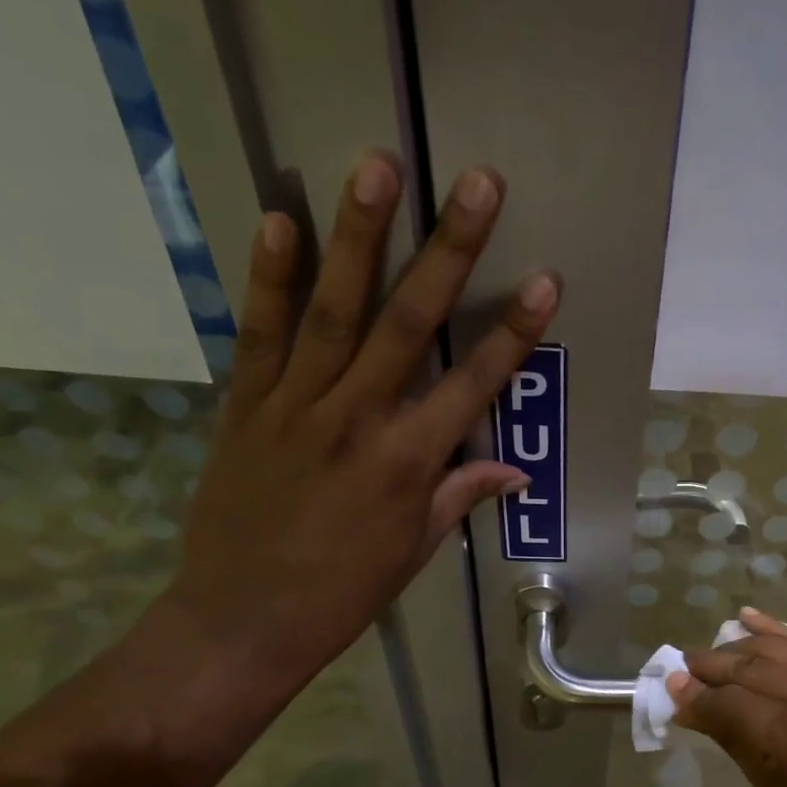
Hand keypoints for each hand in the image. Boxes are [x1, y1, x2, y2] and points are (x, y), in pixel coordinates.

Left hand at [164, 154, 558, 689]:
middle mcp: (356, 421)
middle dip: (449, 251)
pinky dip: (270, 277)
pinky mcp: (245, 405)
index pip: (473, 386)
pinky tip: (281, 218)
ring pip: (334, 310)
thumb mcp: (412, 552)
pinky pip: (260, 333)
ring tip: (378, 165)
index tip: (545, 282)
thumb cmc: (341, 594)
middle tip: (478, 184)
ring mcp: (295, 406)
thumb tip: (513, 471)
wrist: (241, 621)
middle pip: (410, 325)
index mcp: (406, 464)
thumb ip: (458, 496)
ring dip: (359, 236)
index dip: (514, 334)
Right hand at [670, 608, 786, 786]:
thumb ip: (733, 742)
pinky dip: (775, 630)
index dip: (694, 698)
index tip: (670, 692)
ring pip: (774, 649)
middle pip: (748, 667)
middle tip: (681, 668)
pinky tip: (748, 618)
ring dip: (736, 647)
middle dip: (709, 666)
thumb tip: (693, 710)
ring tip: (709, 653)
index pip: (728, 703)